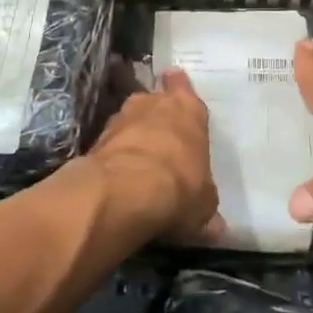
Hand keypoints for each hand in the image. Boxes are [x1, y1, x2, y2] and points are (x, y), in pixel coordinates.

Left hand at [88, 68, 223, 243]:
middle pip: (154, 101)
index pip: (182, 86)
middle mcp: (153, 103)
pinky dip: (115, 156)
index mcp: (188, 109)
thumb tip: (216, 227)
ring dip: (132, 135)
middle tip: (162, 135)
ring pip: (129, 120)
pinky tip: (119, 177)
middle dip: (156, 115)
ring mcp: (120, 118)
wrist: (126, 192)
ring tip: (139, 160)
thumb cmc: (180, 187)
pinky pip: (110, 144)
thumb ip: (206, 206)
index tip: (175, 90)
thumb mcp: (204, 205)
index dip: (179, 89)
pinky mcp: (95, 139)